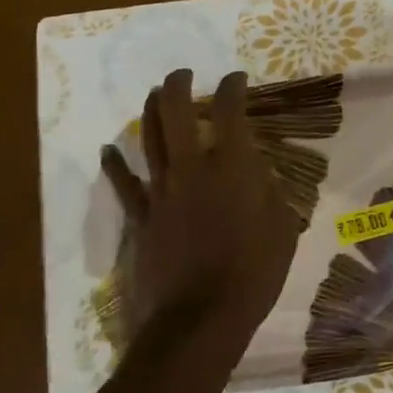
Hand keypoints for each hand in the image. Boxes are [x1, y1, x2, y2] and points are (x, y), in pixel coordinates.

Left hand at [99, 69, 300, 342]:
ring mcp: (161, 191)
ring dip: (150, 110)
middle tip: (183, 73)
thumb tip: (260, 176)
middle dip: (178, 84)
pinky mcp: (140, 217)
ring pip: (149, 138)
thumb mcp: (282, 230)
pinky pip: (123, 184)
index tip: (236, 78)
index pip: (230, 111)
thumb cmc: (252, 274)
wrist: (200, 318)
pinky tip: (109, 150)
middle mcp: (192, 168)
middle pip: (176, 112)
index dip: (233, 87)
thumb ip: (271, 194)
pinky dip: (115, 164)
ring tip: (154, 94)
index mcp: (233, 167)